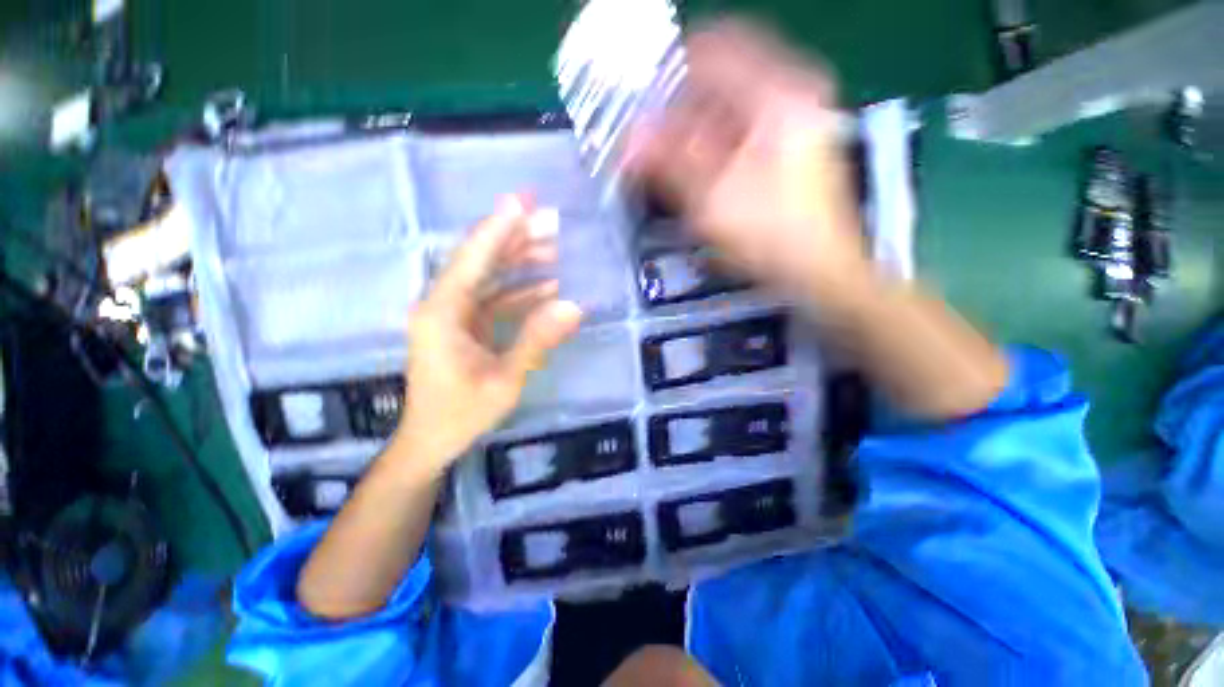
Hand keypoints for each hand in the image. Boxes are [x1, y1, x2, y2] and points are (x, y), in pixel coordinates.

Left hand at [393, 197, 582, 471]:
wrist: (431, 440)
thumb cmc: (462, 413)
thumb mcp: (505, 380)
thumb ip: (537, 340)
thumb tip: (575, 306)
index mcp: (442, 313)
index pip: (472, 259)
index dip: (498, 228)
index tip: (522, 200)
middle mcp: (443, 304)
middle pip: (480, 259)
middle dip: (514, 236)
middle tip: (550, 217)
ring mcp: (454, 313)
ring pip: (489, 276)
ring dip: (520, 261)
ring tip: (555, 246)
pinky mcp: (465, 324)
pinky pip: (494, 298)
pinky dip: (520, 290)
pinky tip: (548, 286)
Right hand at [628, 21, 872, 315]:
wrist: (818, 270)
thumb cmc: (771, 237)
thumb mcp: (713, 200)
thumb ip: (669, 163)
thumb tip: (629, 139)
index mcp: (777, 94)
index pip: (711, 51)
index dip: (670, 76)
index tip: (642, 105)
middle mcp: (790, 94)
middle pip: (719, 80)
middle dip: (679, 111)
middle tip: (651, 144)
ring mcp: (794, 118)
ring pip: (728, 107)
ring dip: (693, 132)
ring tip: (668, 165)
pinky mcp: (788, 144)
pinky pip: (740, 129)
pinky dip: (712, 146)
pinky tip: (697, 174)